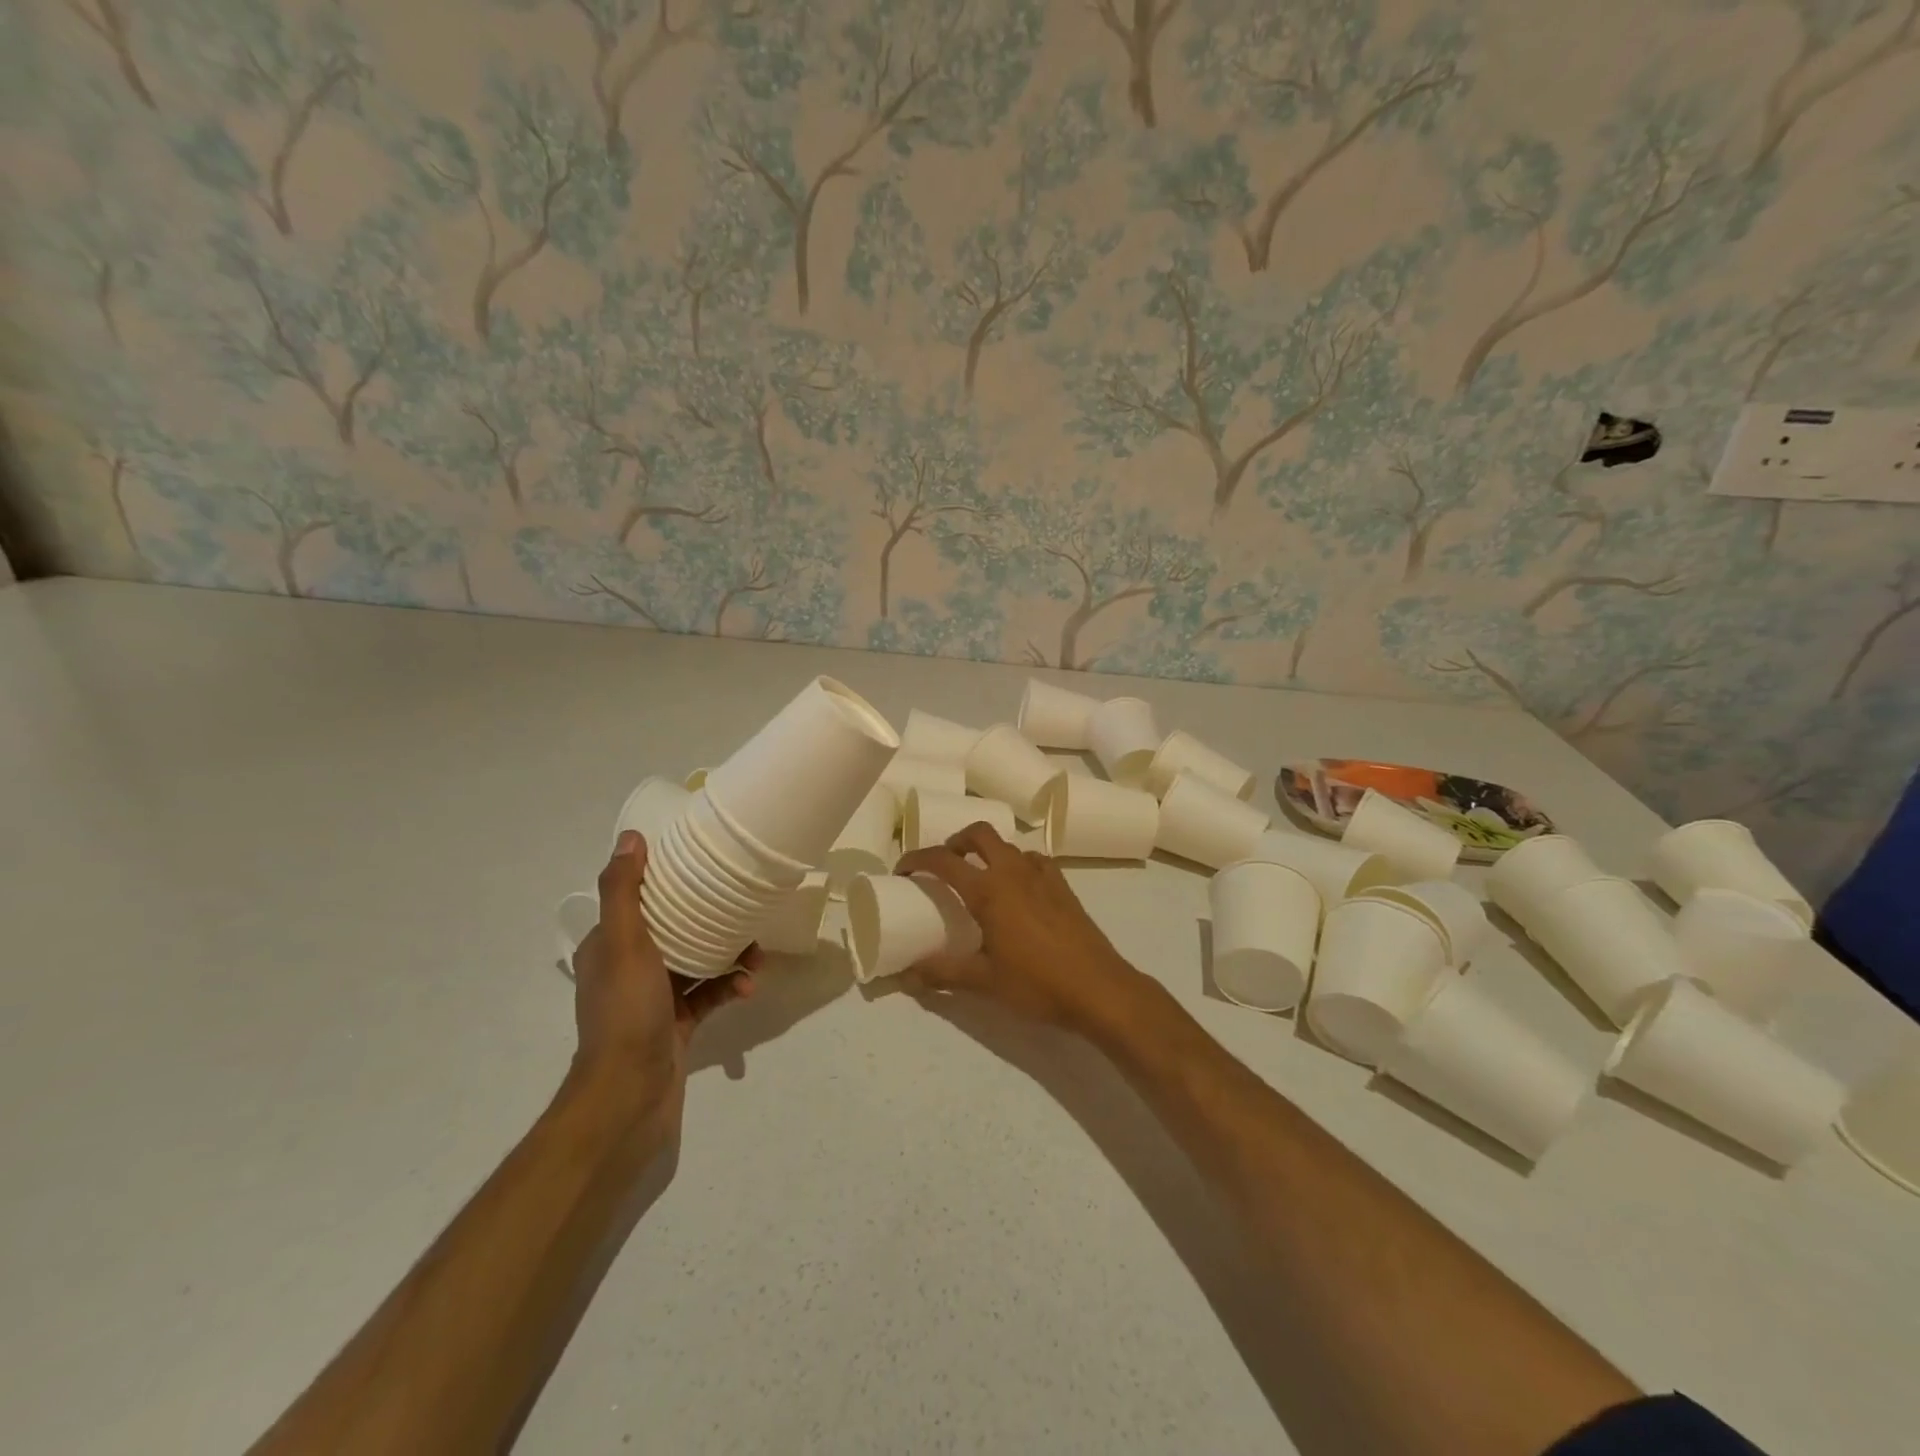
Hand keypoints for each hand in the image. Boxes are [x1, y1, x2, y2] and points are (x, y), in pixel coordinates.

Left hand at [567, 830, 754, 1139]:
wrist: (629, 1095)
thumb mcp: (623, 943)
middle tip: (745, 915)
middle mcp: (628, 968)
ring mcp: (654, 999)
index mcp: (609, 946)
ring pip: (698, 962)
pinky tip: (748, 989)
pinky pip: (708, 995)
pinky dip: (729, 988)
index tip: (705, 870)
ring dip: (729, 957)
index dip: (670, 883)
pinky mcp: (676, 1024)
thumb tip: (631, 838)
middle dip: (712, 921)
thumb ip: (624, 892)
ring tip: (756, 958)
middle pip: (675, 930)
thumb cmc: (626, 1012)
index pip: (639, 901)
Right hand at [893, 822, 1139, 1031]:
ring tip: (978, 878)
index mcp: (989, 890)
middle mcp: (1014, 872)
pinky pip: (1033, 860)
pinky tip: (1017, 890)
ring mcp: (1042, 875)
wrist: (1100, 988)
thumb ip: (942, 974)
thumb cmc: (1038, 983)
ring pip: (1008, 845)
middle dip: (956, 841)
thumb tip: (905, 975)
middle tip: (944, 863)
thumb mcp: (984, 982)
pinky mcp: (1063, 885)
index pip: (943, 860)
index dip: (917, 859)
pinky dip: (1016, 864)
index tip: (903, 870)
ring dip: (987, 852)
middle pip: (979, 834)